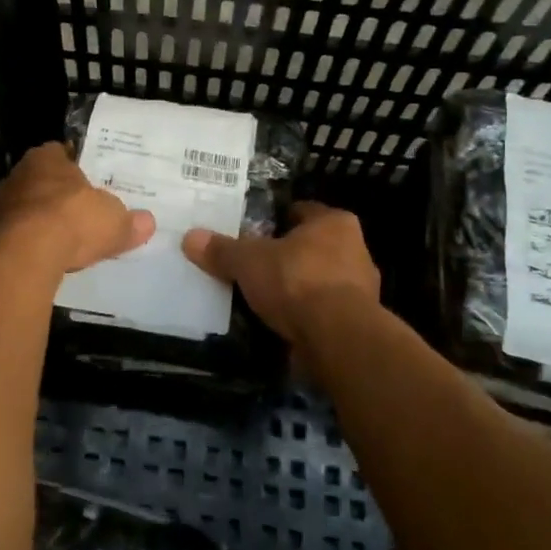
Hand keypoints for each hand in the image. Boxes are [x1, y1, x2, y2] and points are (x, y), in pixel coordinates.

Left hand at [0, 142, 155, 274]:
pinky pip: (15, 235)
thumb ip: (129, 221)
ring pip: (25, 208)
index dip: (76, 167)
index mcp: (46, 157)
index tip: (89, 183)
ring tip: (63, 240)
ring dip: (40, 221)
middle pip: (41, 181)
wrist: (26, 254)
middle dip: (57, 195)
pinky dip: (28, 244)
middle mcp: (18, 174)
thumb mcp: (114, 221)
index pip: (60, 153)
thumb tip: (147, 222)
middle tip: (78, 212)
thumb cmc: (73, 220)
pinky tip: (45, 258)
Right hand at [182, 202, 380, 348]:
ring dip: (297, 287)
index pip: (301, 211)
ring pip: (319, 279)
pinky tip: (280, 322)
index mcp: (334, 223)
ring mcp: (361, 289)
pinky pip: (323, 310)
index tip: (252, 231)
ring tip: (263, 296)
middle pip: (311, 246)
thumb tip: (189, 237)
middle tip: (253, 263)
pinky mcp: (357, 323)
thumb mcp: (248, 261)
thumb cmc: (296, 281)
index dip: (276, 219)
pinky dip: (305, 315)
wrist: (337, 338)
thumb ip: (222, 250)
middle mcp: (355, 249)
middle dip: (286, 255)